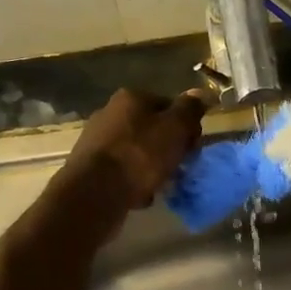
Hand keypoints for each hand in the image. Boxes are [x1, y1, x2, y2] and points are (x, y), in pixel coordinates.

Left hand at [60, 88, 208, 209]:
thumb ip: (190, 110)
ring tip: (160, 185)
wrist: (95, 192)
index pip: (169, 105)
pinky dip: (133, 182)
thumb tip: (200, 94)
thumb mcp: (175, 128)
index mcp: (131, 98)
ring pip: (137, 151)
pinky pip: (122, 171)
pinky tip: (139, 195)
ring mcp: (96, 140)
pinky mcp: (89, 167)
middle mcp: (110, 113)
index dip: (186, 126)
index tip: (193, 148)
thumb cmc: (140, 155)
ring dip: (152, 167)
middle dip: (168, 149)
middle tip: (179, 168)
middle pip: (152, 129)